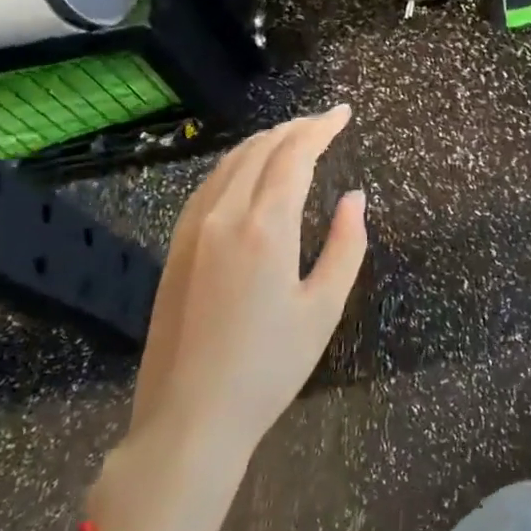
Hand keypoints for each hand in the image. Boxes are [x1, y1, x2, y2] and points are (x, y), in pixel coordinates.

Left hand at [93, 106, 367, 530]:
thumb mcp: (324, 309)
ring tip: (293, 138)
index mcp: (265, 228)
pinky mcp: (176, 248)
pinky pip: (209, 186)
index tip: (343, 113)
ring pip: (230, 163)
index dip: (321, 128)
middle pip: (260, 150)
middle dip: (295, 128)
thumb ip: (346, 246)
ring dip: (265, 142)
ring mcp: (192, 230)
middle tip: (325, 123)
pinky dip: (237, 165)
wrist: (189, 418)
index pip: (294, 155)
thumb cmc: (269, 367)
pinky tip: (249, 174)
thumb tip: (354, 197)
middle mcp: (224, 216)